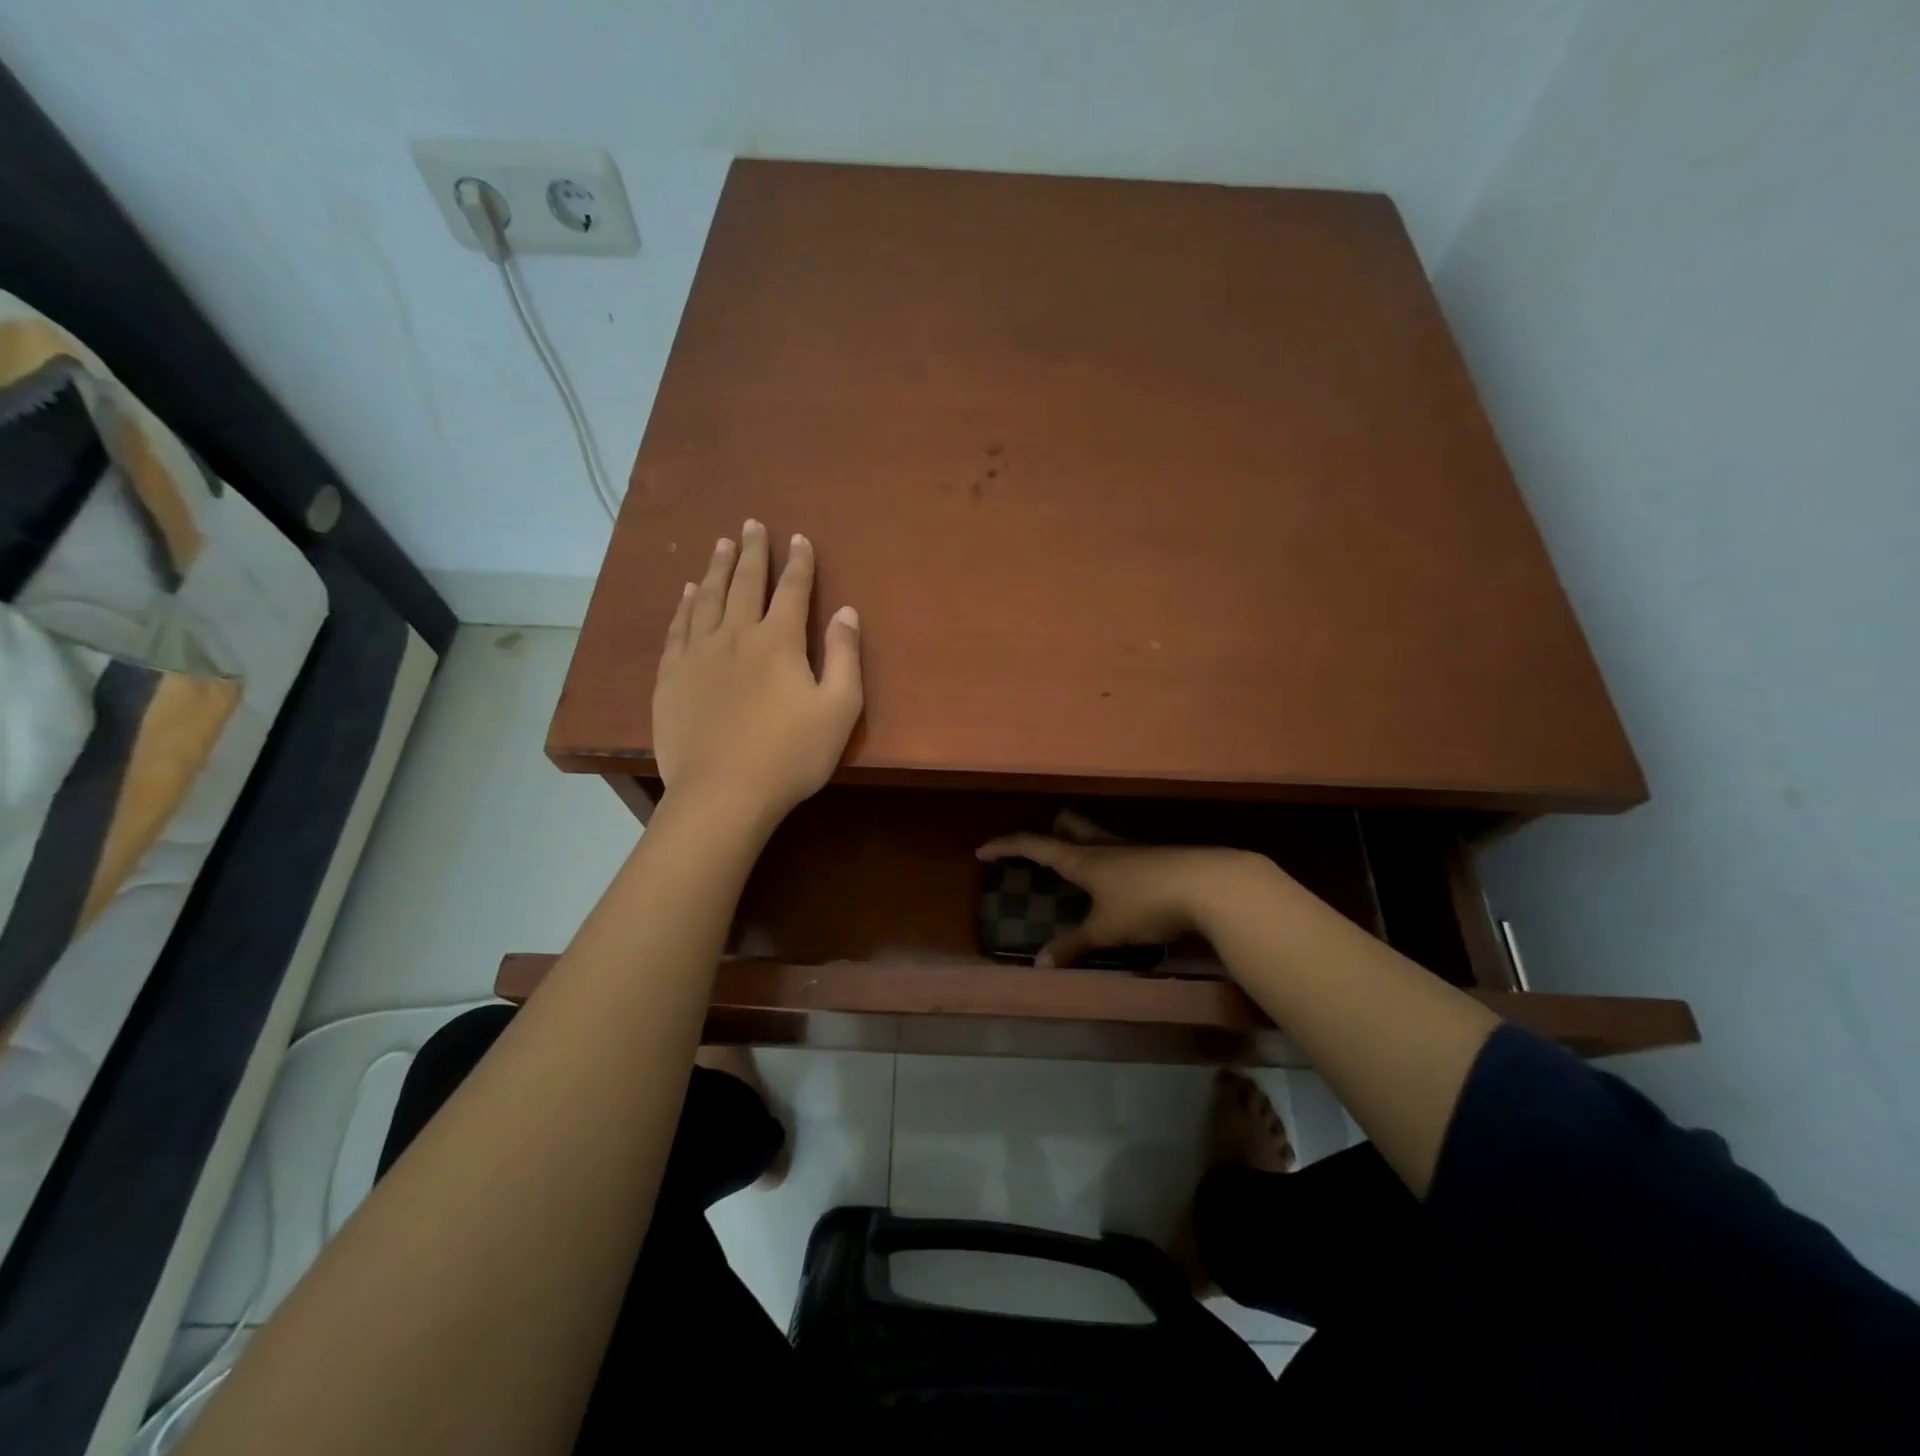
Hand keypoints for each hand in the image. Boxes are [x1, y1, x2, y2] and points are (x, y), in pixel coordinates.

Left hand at [653, 520, 862, 828]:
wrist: (723, 793)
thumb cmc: (790, 755)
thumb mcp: (838, 709)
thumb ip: (844, 656)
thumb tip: (846, 612)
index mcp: (778, 641)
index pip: (792, 590)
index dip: (798, 563)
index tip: (799, 538)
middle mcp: (735, 635)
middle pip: (745, 583)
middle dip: (753, 551)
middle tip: (752, 524)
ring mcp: (698, 654)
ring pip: (708, 598)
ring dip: (718, 568)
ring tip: (722, 544)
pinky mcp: (671, 677)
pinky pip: (678, 628)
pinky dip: (685, 605)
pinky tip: (688, 592)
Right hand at [976, 814, 1265, 966]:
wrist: (1211, 885)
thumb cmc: (1147, 903)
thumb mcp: (1106, 930)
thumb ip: (1073, 945)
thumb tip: (1040, 964)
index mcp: (1081, 858)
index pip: (1033, 845)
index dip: (1005, 847)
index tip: (982, 851)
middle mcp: (1103, 845)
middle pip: (1068, 825)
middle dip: (1049, 831)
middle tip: (1036, 848)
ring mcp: (1131, 848)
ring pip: (1095, 835)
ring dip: (1079, 844)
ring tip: (1073, 866)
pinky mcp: (1156, 857)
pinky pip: (1120, 852)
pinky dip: (1107, 861)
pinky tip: (1116, 883)